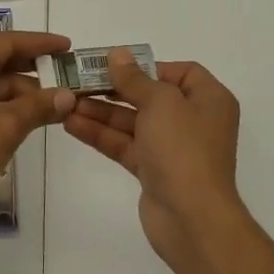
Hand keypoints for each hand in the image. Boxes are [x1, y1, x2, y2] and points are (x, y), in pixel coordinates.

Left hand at [0, 32, 76, 219]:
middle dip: (33, 72)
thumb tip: (68, 95)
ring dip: (19, 93)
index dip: (42, 44)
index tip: (68, 48)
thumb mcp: (6, 126)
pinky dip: (2, 105)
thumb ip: (39, 106)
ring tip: (53, 106)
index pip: (8, 41)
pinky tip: (25, 118)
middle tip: (66, 78)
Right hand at [63, 49, 245, 269]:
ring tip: (66, 103)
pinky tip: (71, 124)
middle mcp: (193, 121)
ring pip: (132, 122)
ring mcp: (172, 148)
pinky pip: (125, 145)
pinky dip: (101, 135)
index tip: (116, 67)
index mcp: (208, 99)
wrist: (192, 219)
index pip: (179, 72)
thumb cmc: (183, 149)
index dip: (147, 67)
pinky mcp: (153, 171)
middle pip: (149, 96)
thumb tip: (118, 54)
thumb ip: (134, 78)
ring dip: (101, 112)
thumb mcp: (160, 102)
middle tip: (78, 82)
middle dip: (114, 89)